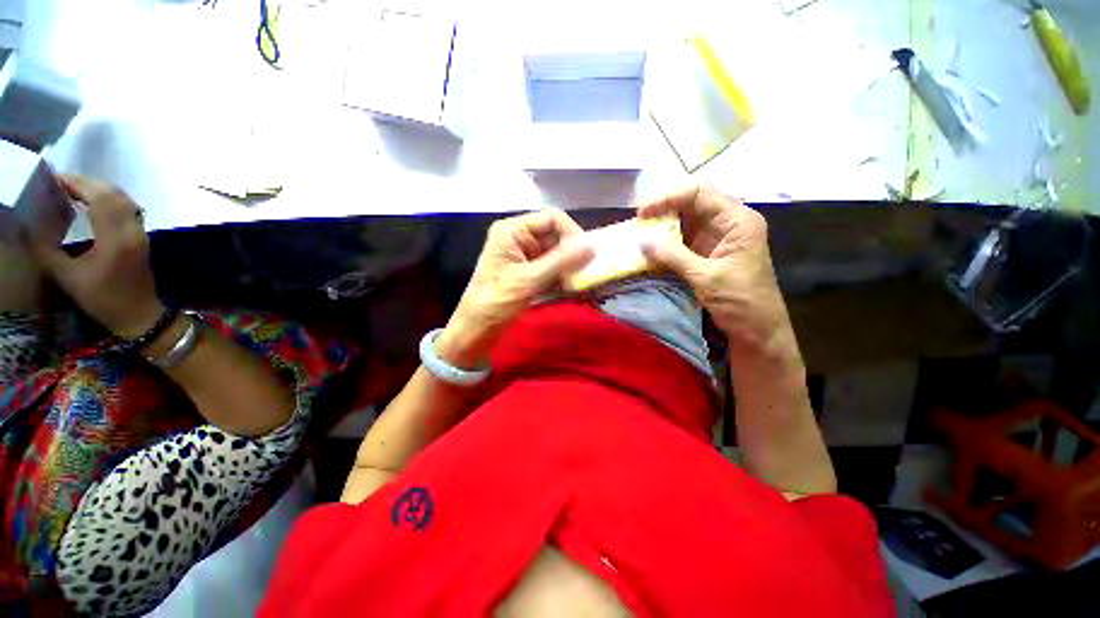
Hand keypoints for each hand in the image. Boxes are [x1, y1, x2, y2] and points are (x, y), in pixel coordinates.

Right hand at [29, 175, 164, 338]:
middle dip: (88, 183)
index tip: (55, 178)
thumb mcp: (68, 277)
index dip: (79, 184)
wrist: (139, 315)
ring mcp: (141, 234)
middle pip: (114, 195)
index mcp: (116, 238)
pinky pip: (128, 210)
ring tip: (73, 189)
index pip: (100, 198)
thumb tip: (28, 227)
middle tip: (62, 181)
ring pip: (124, 200)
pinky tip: (92, 203)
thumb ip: (46, 251)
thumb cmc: (102, 299)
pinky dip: (110, 200)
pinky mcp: (142, 239)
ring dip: (100, 190)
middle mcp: (133, 231)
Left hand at [436, 209, 593, 368]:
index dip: (572, 233)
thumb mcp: (530, 279)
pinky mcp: (529, 272)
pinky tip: (571, 287)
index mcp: (513, 230)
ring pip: (557, 254)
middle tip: (588, 271)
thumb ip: (561, 261)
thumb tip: (591, 246)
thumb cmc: (497, 301)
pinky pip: (552, 268)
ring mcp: (525, 256)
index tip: (587, 254)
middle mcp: (520, 238)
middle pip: (556, 236)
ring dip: (570, 267)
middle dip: (572, 253)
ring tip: (581, 281)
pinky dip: (563, 276)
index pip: (551, 218)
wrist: (477, 329)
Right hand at [637, 185, 788, 350]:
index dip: (668, 197)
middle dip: (661, 211)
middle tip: (637, 223)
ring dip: (660, 228)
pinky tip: (648, 248)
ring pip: (682, 223)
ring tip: (638, 234)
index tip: (643, 212)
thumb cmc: (741, 301)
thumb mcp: (706, 277)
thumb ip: (673, 256)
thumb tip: (642, 239)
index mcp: (736, 221)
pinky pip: (680, 241)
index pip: (699, 193)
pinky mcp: (704, 254)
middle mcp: (725, 223)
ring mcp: (714, 239)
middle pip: (689, 204)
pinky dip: (663, 244)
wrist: (757, 330)